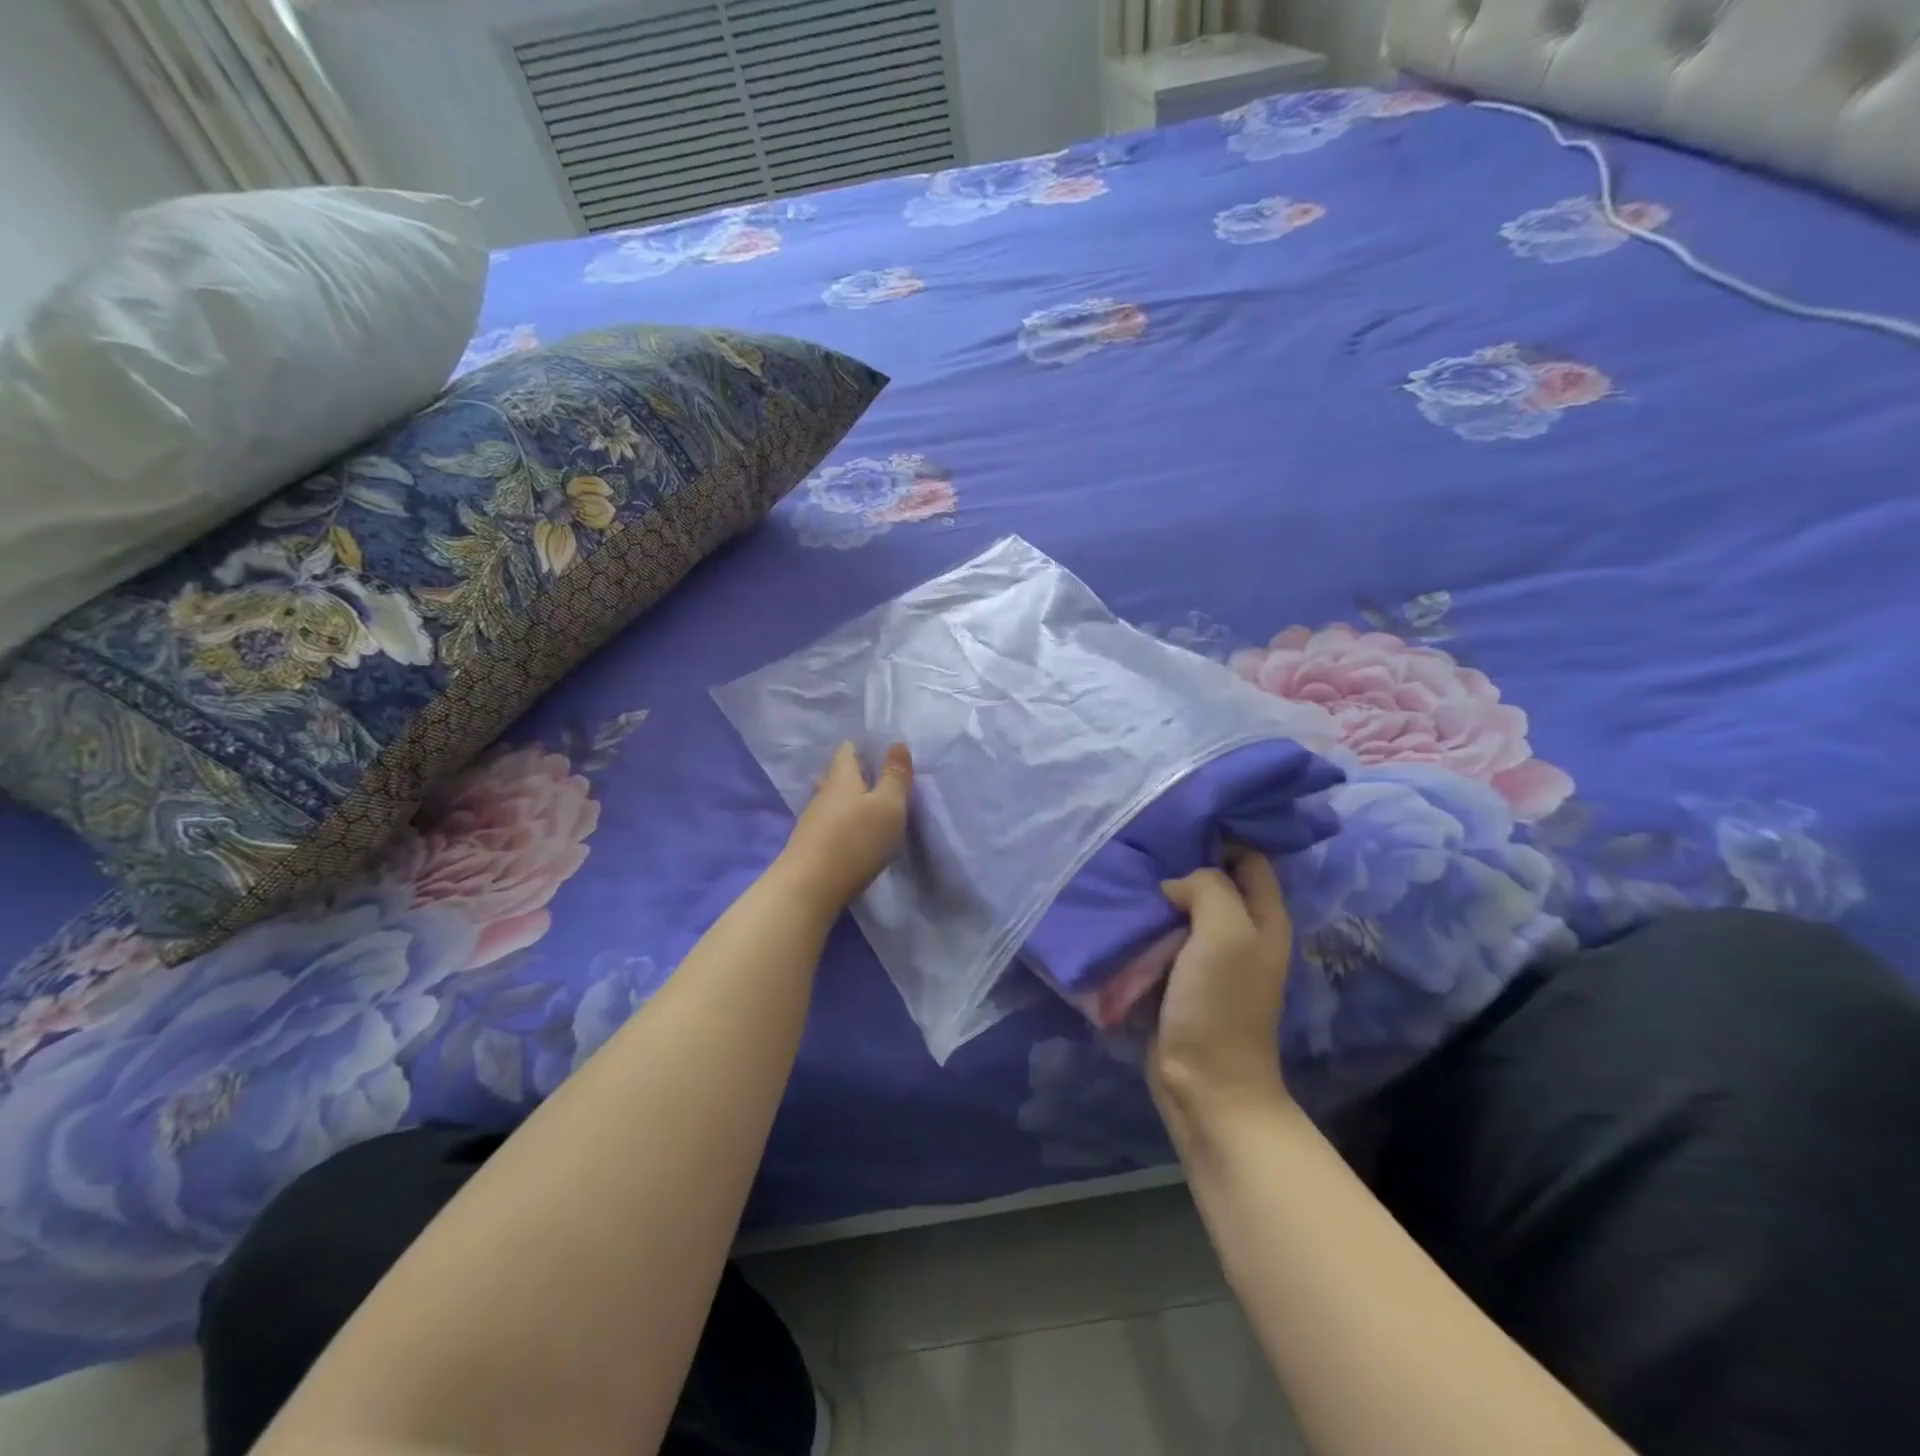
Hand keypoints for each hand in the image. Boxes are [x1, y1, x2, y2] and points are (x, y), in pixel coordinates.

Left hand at [771, 741, 912, 913]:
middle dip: (855, 774)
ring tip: (868, 806)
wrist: (808, 888)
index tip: (879, 751)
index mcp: (842, 777)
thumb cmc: (854, 841)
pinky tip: (852, 833)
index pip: (847, 750)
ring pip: (832, 800)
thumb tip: (897, 743)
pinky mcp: (809, 845)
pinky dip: (841, 822)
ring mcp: (812, 820)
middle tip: (877, 778)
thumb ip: (895, 776)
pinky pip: (828, 823)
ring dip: (848, 800)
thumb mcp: (888, 806)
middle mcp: (823, 793)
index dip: (862, 747)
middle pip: (837, 775)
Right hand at [1149, 847, 1294, 1114]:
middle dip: (1180, 866)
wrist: (1203, 1084)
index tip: (1177, 828)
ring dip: (1156, 897)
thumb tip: (1175, 885)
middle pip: (1212, 882)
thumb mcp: (1225, 933)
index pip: (1249, 859)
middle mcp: (1240, 933)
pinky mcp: (1177, 980)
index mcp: (1264, 919)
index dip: (1220, 839)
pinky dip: (1143, 927)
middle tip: (1141, 850)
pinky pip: (1160, 939)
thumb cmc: (1220, 1006)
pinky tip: (1119, 914)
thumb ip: (1207, 889)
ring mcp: (1208, 959)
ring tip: (1123, 877)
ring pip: (1181, 910)